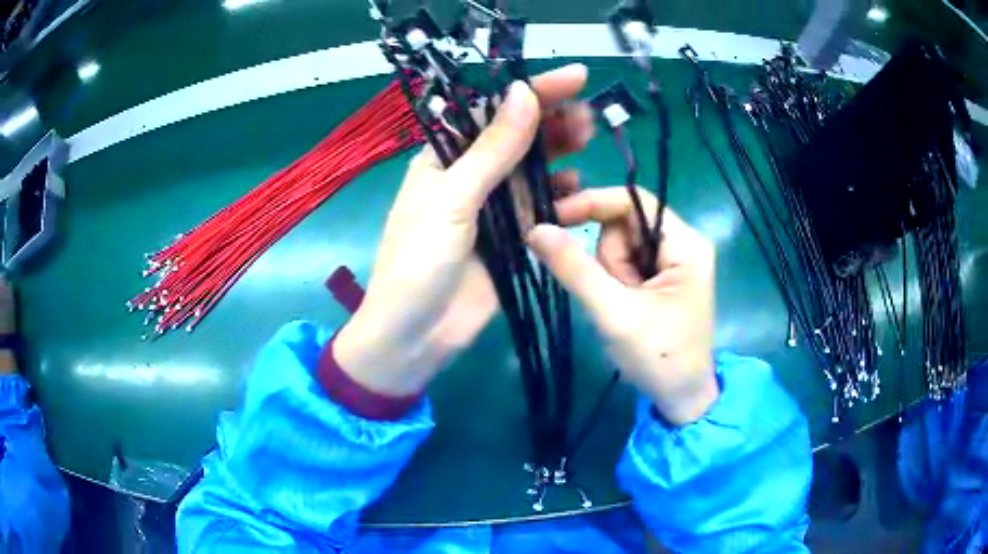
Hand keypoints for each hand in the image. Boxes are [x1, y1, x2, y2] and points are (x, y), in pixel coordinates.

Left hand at [335, 65, 593, 397]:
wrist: (415, 336)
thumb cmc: (418, 264)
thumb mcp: (452, 201)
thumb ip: (491, 151)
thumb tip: (523, 93)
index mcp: (444, 159)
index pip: (492, 113)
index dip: (533, 92)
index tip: (576, 77)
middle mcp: (469, 177)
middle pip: (517, 139)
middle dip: (552, 122)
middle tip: (589, 114)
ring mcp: (493, 209)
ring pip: (533, 171)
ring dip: (560, 154)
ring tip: (590, 139)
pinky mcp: (511, 240)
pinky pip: (541, 209)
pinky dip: (560, 196)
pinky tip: (580, 188)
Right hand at [527, 187, 717, 425]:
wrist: (681, 398)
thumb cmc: (658, 357)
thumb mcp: (614, 314)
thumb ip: (575, 269)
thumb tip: (535, 229)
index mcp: (685, 244)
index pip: (633, 201)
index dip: (592, 203)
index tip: (553, 218)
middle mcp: (682, 244)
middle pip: (624, 225)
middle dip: (608, 259)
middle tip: (613, 296)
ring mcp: (673, 262)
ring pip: (621, 247)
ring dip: (610, 275)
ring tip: (621, 309)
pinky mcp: (662, 278)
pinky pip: (625, 265)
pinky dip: (614, 284)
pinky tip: (623, 309)